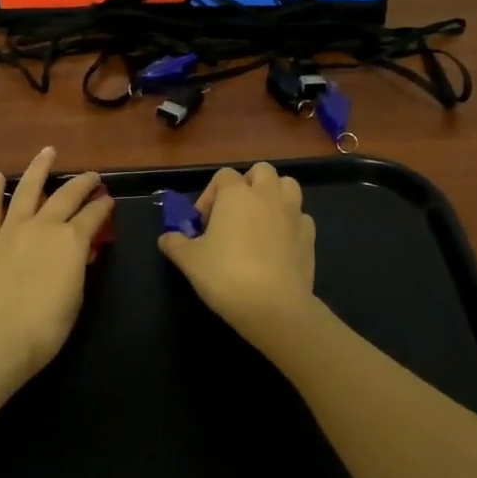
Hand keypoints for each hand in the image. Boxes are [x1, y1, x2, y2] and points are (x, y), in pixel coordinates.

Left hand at [0, 147, 112, 393]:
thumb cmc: (44, 327)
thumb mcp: (74, 298)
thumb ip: (77, 268)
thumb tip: (80, 252)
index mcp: (72, 241)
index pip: (94, 216)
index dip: (103, 207)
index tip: (108, 201)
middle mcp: (44, 225)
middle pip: (67, 195)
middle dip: (82, 183)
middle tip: (91, 176)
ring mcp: (12, 229)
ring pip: (28, 189)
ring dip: (39, 168)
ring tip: (47, 152)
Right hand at [157, 162, 315, 351]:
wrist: (274, 306)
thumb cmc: (226, 276)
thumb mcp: (189, 261)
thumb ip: (175, 244)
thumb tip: (166, 238)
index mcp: (236, 194)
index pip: (223, 176)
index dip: (210, 196)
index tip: (203, 224)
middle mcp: (267, 195)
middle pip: (262, 171)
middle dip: (248, 184)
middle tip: (235, 213)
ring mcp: (293, 213)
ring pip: (288, 186)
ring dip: (274, 195)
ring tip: (261, 221)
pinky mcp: (310, 236)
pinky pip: (300, 217)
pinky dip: (290, 223)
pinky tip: (279, 244)